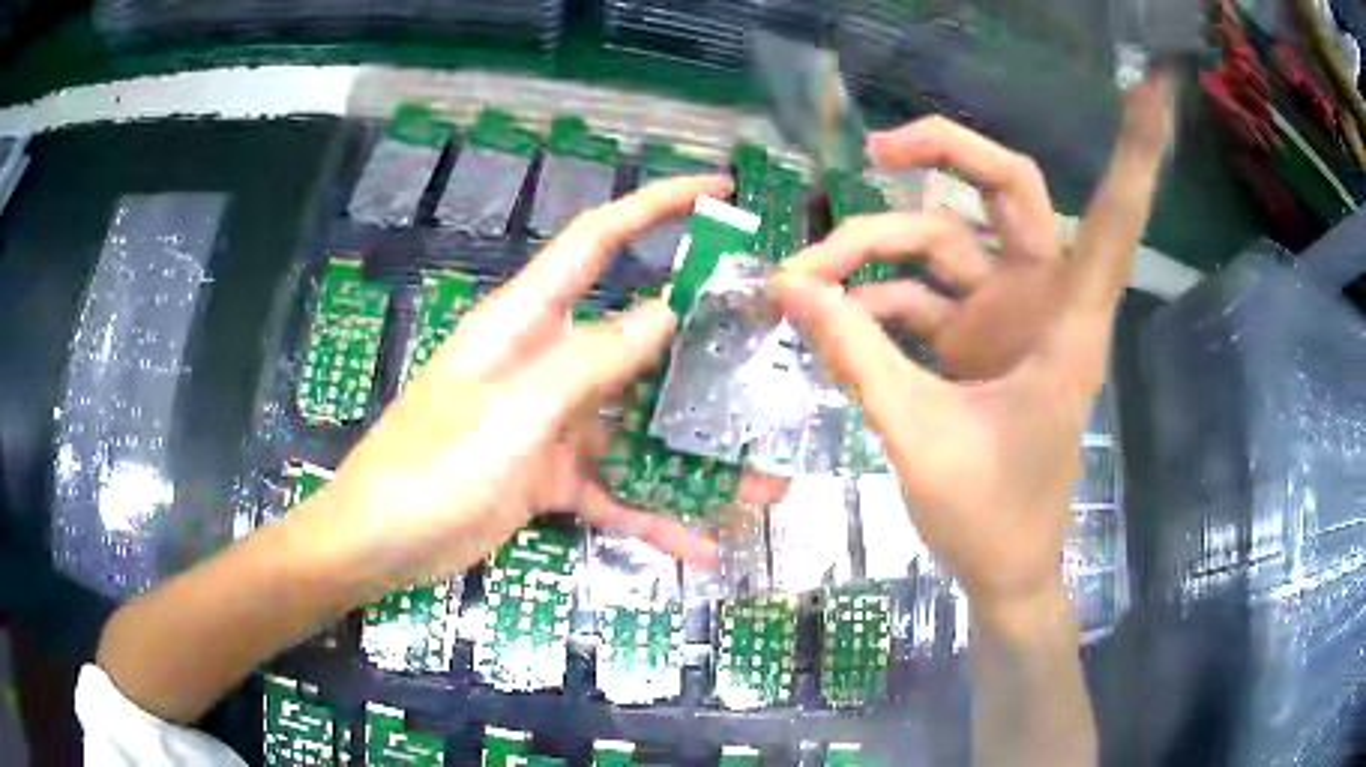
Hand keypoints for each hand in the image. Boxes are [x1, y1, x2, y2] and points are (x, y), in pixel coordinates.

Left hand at [313, 176, 729, 594]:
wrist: (380, 544)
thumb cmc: (430, 466)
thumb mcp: (510, 413)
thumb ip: (587, 364)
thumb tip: (665, 314)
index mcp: (527, 322)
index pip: (599, 240)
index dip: (657, 206)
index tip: (720, 192)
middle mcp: (547, 362)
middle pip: (637, 341)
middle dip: (702, 354)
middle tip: (773, 364)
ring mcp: (552, 424)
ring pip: (636, 428)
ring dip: (693, 456)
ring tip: (763, 483)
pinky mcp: (552, 478)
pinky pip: (614, 492)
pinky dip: (654, 517)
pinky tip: (701, 547)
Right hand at [773, 73, 1173, 638]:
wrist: (1003, 569)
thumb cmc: (992, 517)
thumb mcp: (921, 437)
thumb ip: (858, 358)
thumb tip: (790, 287)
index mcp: (1067, 321)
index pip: (1111, 217)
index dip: (1136, 152)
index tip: (1154, 88)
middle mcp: (1043, 298)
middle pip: (1005, 186)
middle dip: (942, 155)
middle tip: (875, 152)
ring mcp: (1005, 315)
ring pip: (941, 239)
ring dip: (872, 249)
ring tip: (803, 280)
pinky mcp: (973, 339)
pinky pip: (918, 293)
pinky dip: (872, 299)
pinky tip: (826, 319)